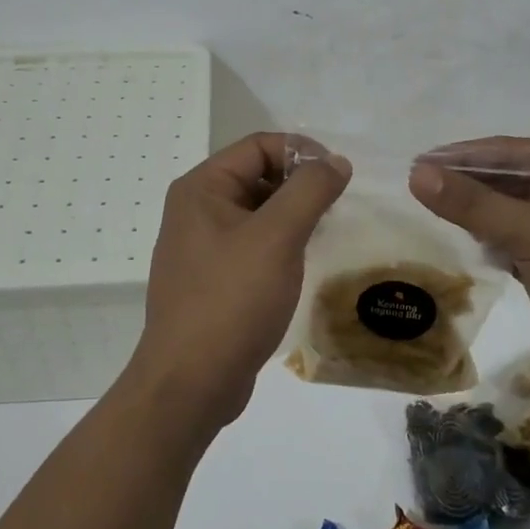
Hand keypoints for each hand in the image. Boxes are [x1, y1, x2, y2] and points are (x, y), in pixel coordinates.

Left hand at [130, 133, 350, 427]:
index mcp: (202, 188)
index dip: (301, 152)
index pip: (257, 146)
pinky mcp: (212, 279)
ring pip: (257, 213)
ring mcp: (201, 247)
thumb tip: (335, 161)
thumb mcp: (277, 237)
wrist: (190, 382)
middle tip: (336, 208)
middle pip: (256, 176)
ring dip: (292, 216)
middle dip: (298, 185)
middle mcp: (196, 210)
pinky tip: (302, 264)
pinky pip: (252, 245)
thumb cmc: (232, 300)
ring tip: (325, 234)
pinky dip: (280, 245)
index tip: (339, 176)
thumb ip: (309, 191)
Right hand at [409, 138, 529, 397]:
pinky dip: (484, 241)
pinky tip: (456, 243)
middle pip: (503, 181)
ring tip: (424, 212)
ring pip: (504, 213)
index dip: (459, 156)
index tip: (415, 163)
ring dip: (471, 214)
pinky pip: (509, 242)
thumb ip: (473, 204)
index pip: (505, 152)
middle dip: (463, 185)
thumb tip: (416, 174)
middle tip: (413, 188)